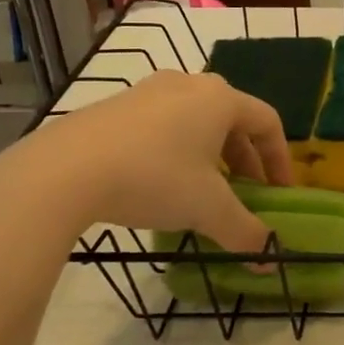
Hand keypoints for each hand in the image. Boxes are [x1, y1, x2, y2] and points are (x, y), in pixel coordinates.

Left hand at [0, 71, 294, 248]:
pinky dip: (175, 151)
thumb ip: (244, 232)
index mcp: (220, 99)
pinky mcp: (113, 106)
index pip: (268, 122)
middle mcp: (188, 84)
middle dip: (245, 160)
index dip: (280, 159)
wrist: (62, 171)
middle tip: (245, 194)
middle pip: (232, 120)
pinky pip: (161, 125)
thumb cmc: (154, 178)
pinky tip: (159, 183)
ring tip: (203, 190)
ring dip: (210, 155)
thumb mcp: (207, 209)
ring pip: (195, 121)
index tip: (279, 193)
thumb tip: (268, 260)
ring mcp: (147, 91)